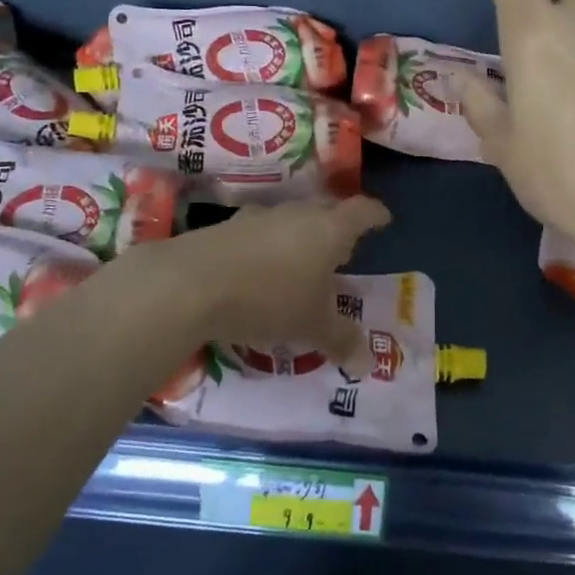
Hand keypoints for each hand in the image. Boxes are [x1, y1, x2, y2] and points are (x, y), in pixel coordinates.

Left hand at [142, 197, 391, 362]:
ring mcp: (257, 217)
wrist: (190, 283)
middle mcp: (296, 213)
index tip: (383, 220)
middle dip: (336, 231)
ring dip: (299, 239)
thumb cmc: (269, 298)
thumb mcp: (311, 325)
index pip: (362, 211)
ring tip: (300, 266)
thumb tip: (367, 363)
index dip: (376, 216)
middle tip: (343, 252)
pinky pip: (258, 234)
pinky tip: (260, 273)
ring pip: (289, 222)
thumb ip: (341, 339)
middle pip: (325, 212)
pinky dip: (267, 249)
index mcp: (328, 229)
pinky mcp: (225, 227)